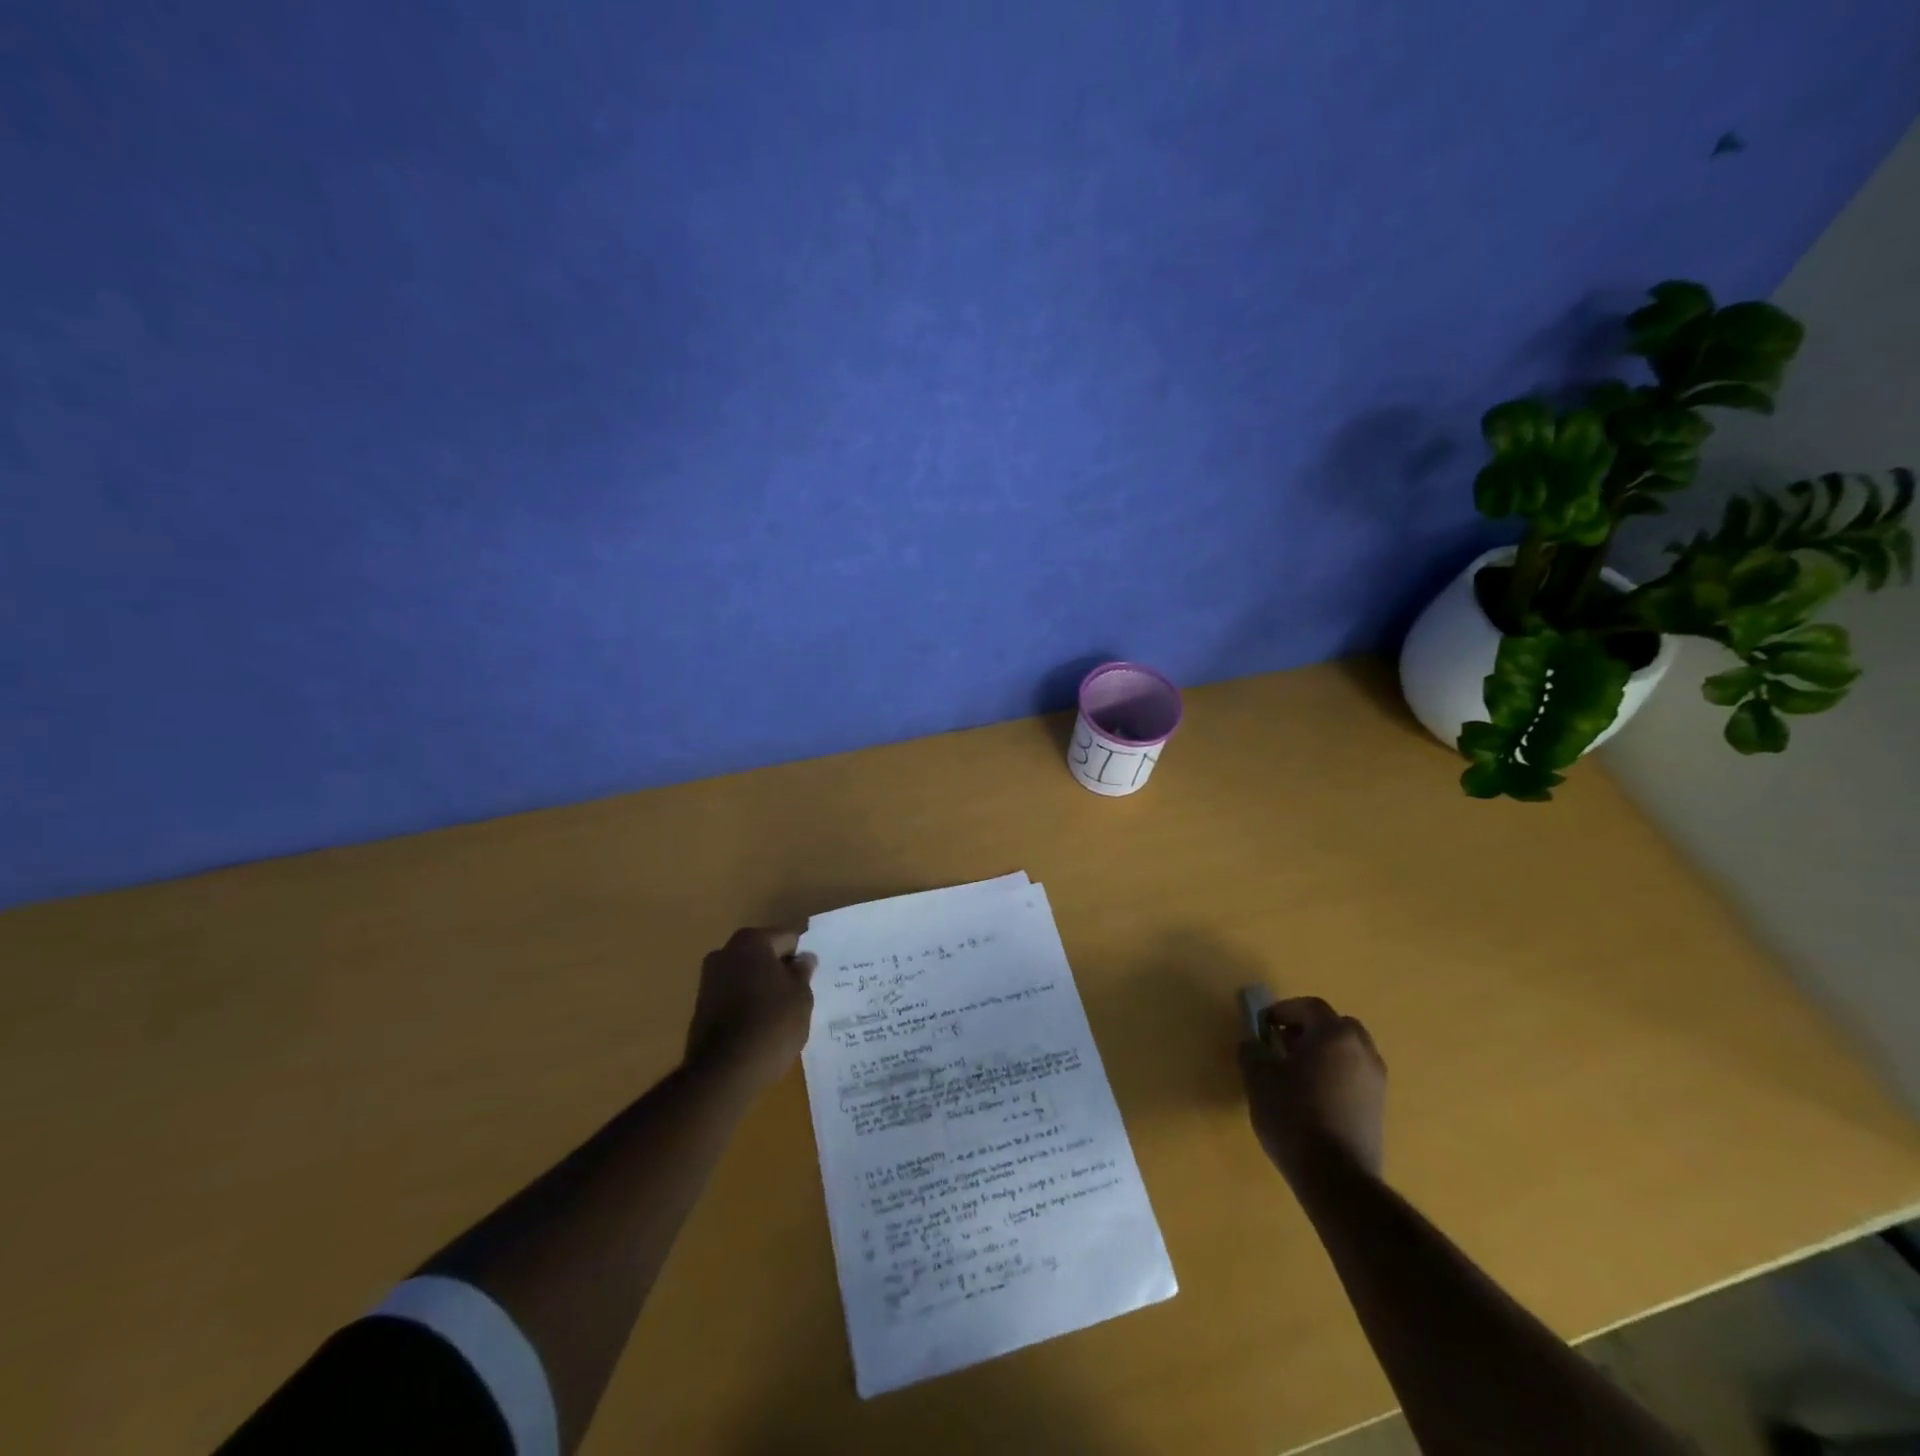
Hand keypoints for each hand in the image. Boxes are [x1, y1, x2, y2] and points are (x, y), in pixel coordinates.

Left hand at [683, 928, 815, 1094]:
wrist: (723, 1072)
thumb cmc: (771, 1024)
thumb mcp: (801, 997)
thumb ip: (803, 972)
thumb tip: (803, 958)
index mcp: (751, 941)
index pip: (787, 939)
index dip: (802, 957)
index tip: (813, 977)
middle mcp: (725, 952)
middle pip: (764, 955)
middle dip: (780, 970)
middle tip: (800, 994)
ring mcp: (708, 980)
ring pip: (747, 976)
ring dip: (762, 988)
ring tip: (782, 1014)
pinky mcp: (701, 1007)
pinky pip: (733, 997)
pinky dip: (747, 1005)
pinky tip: (761, 1027)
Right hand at [1238, 996, 1386, 1182]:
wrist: (1336, 1176)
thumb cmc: (1293, 1116)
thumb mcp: (1258, 1079)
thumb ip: (1252, 1052)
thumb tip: (1253, 1044)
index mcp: (1334, 1035)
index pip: (1309, 1007)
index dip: (1283, 1010)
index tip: (1263, 1026)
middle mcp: (1362, 1051)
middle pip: (1335, 1025)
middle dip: (1308, 1028)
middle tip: (1283, 1044)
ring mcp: (1376, 1080)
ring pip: (1349, 1050)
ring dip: (1324, 1051)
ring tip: (1298, 1072)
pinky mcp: (1379, 1107)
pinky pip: (1355, 1074)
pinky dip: (1336, 1073)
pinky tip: (1315, 1096)